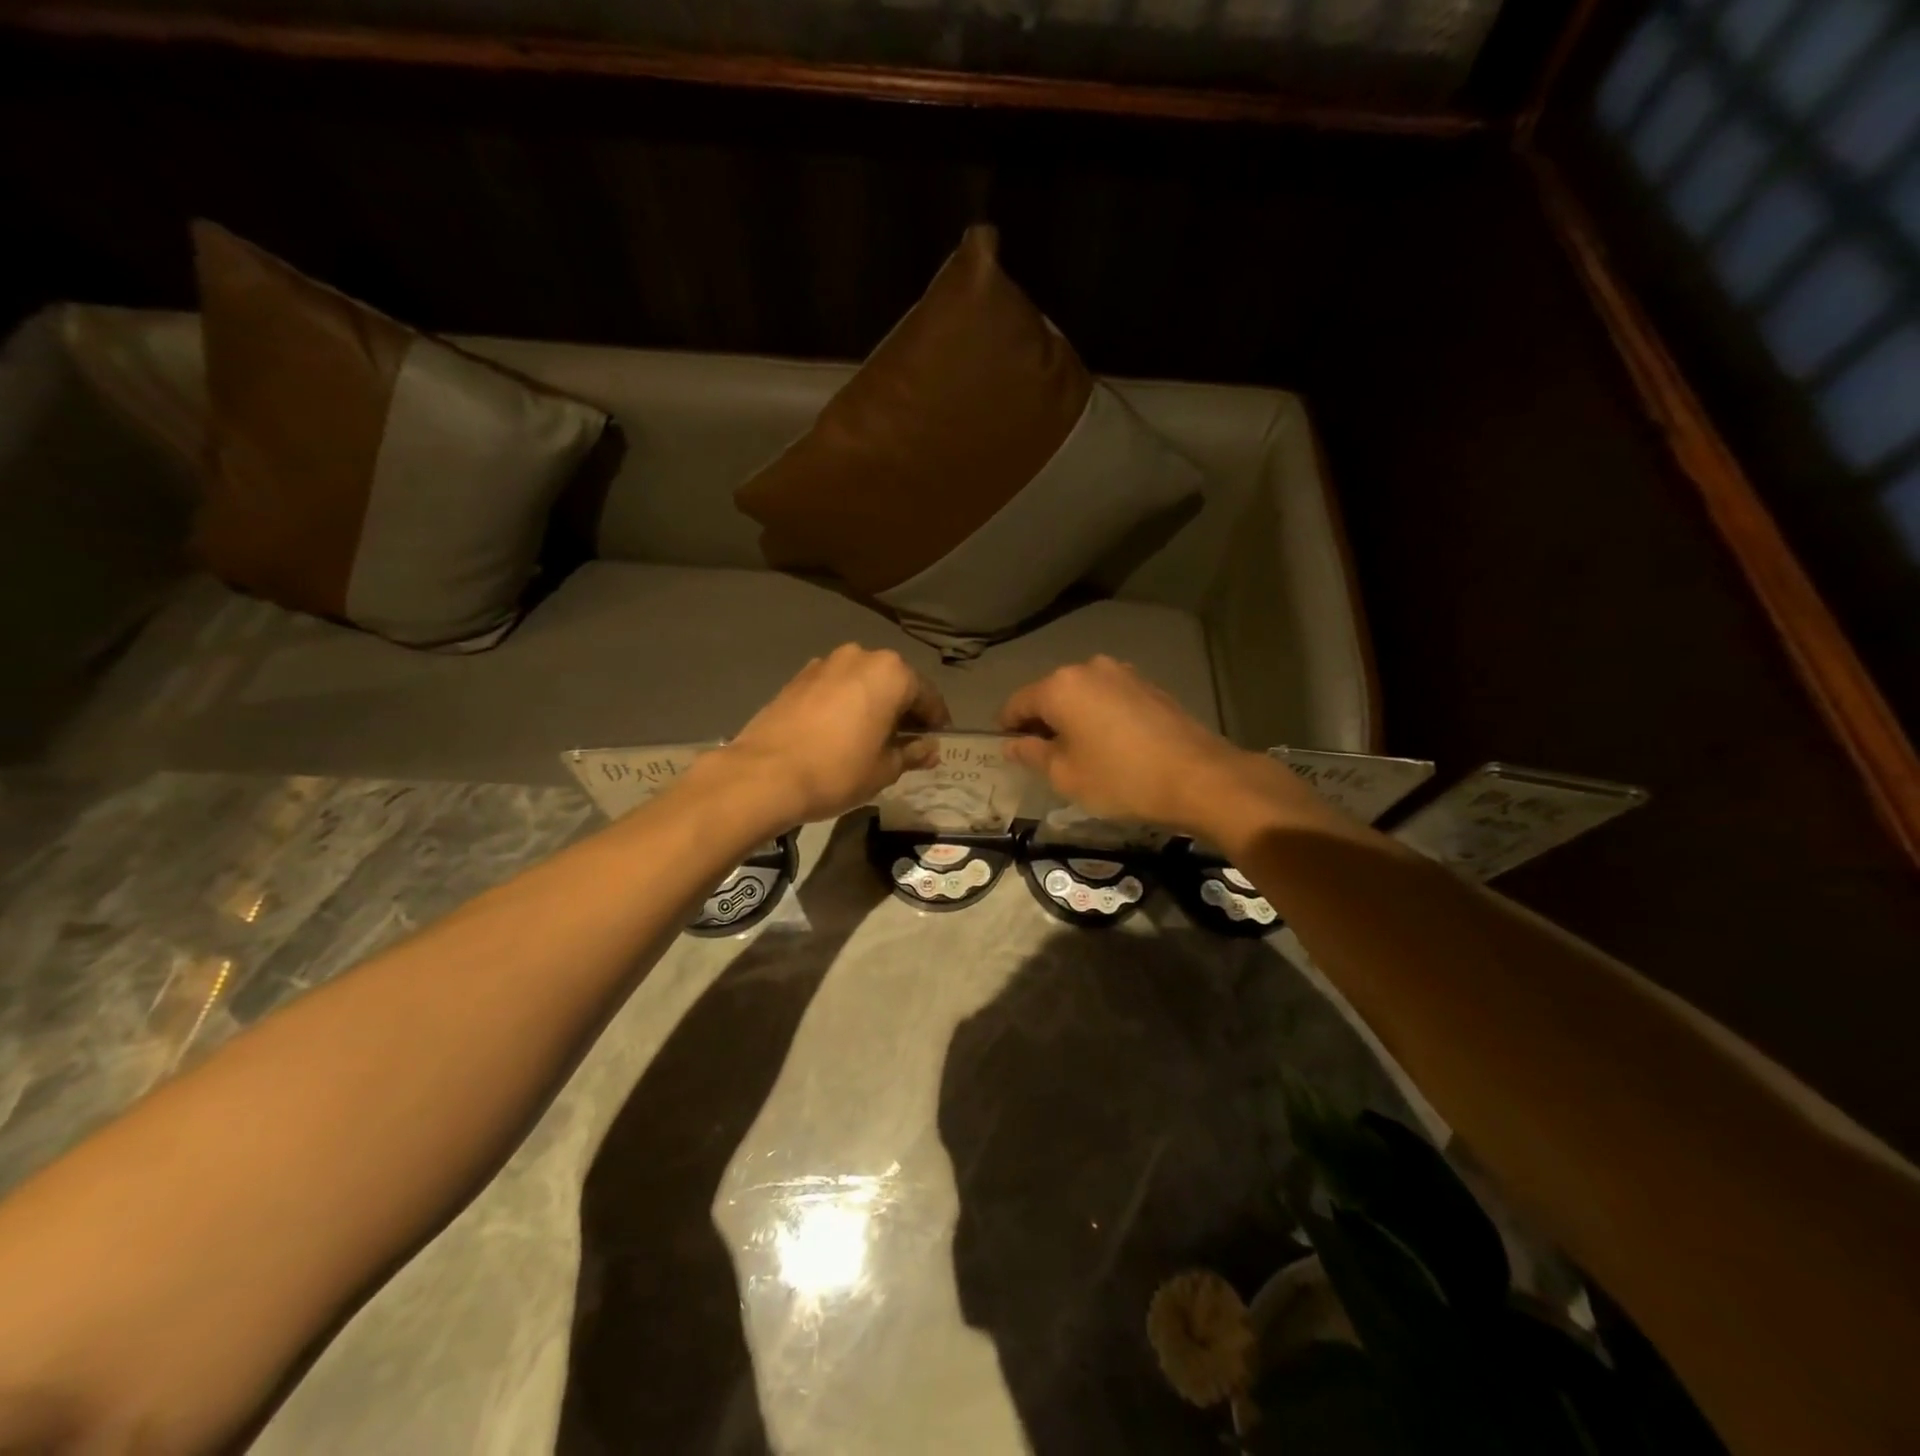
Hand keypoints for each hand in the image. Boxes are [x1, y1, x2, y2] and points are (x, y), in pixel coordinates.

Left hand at [720, 645, 950, 827]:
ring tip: (872, 737)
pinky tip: (841, 731)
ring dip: (872, 704)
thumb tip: (930, 749)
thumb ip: (912, 753)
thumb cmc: (838, 771)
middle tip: (906, 741)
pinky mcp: (798, 678)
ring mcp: (825, 663)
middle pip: (894, 683)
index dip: (936, 721)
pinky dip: (845, 704)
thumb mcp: (885, 769)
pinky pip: (835, 688)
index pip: (927, 696)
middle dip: (903, 709)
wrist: (764, 775)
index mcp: (891, 673)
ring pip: (862, 682)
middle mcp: (860, 657)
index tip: (937, 740)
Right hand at [999, 656, 1331, 840]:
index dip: (1008, 728)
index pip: (1017, 703)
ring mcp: (1123, 674)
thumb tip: (1012, 744)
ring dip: (1075, 719)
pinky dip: (1102, 718)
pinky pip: (1110, 699)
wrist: (1198, 777)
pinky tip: (1113, 746)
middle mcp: (1089, 668)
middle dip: (1043, 723)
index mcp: (1060, 686)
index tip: (1011, 752)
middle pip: (1051, 695)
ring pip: (1082, 696)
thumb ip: (1031, 754)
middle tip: (1048, 759)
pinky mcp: (1149, 686)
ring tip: (1083, 754)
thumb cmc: (1120, 778)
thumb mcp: (1065, 775)